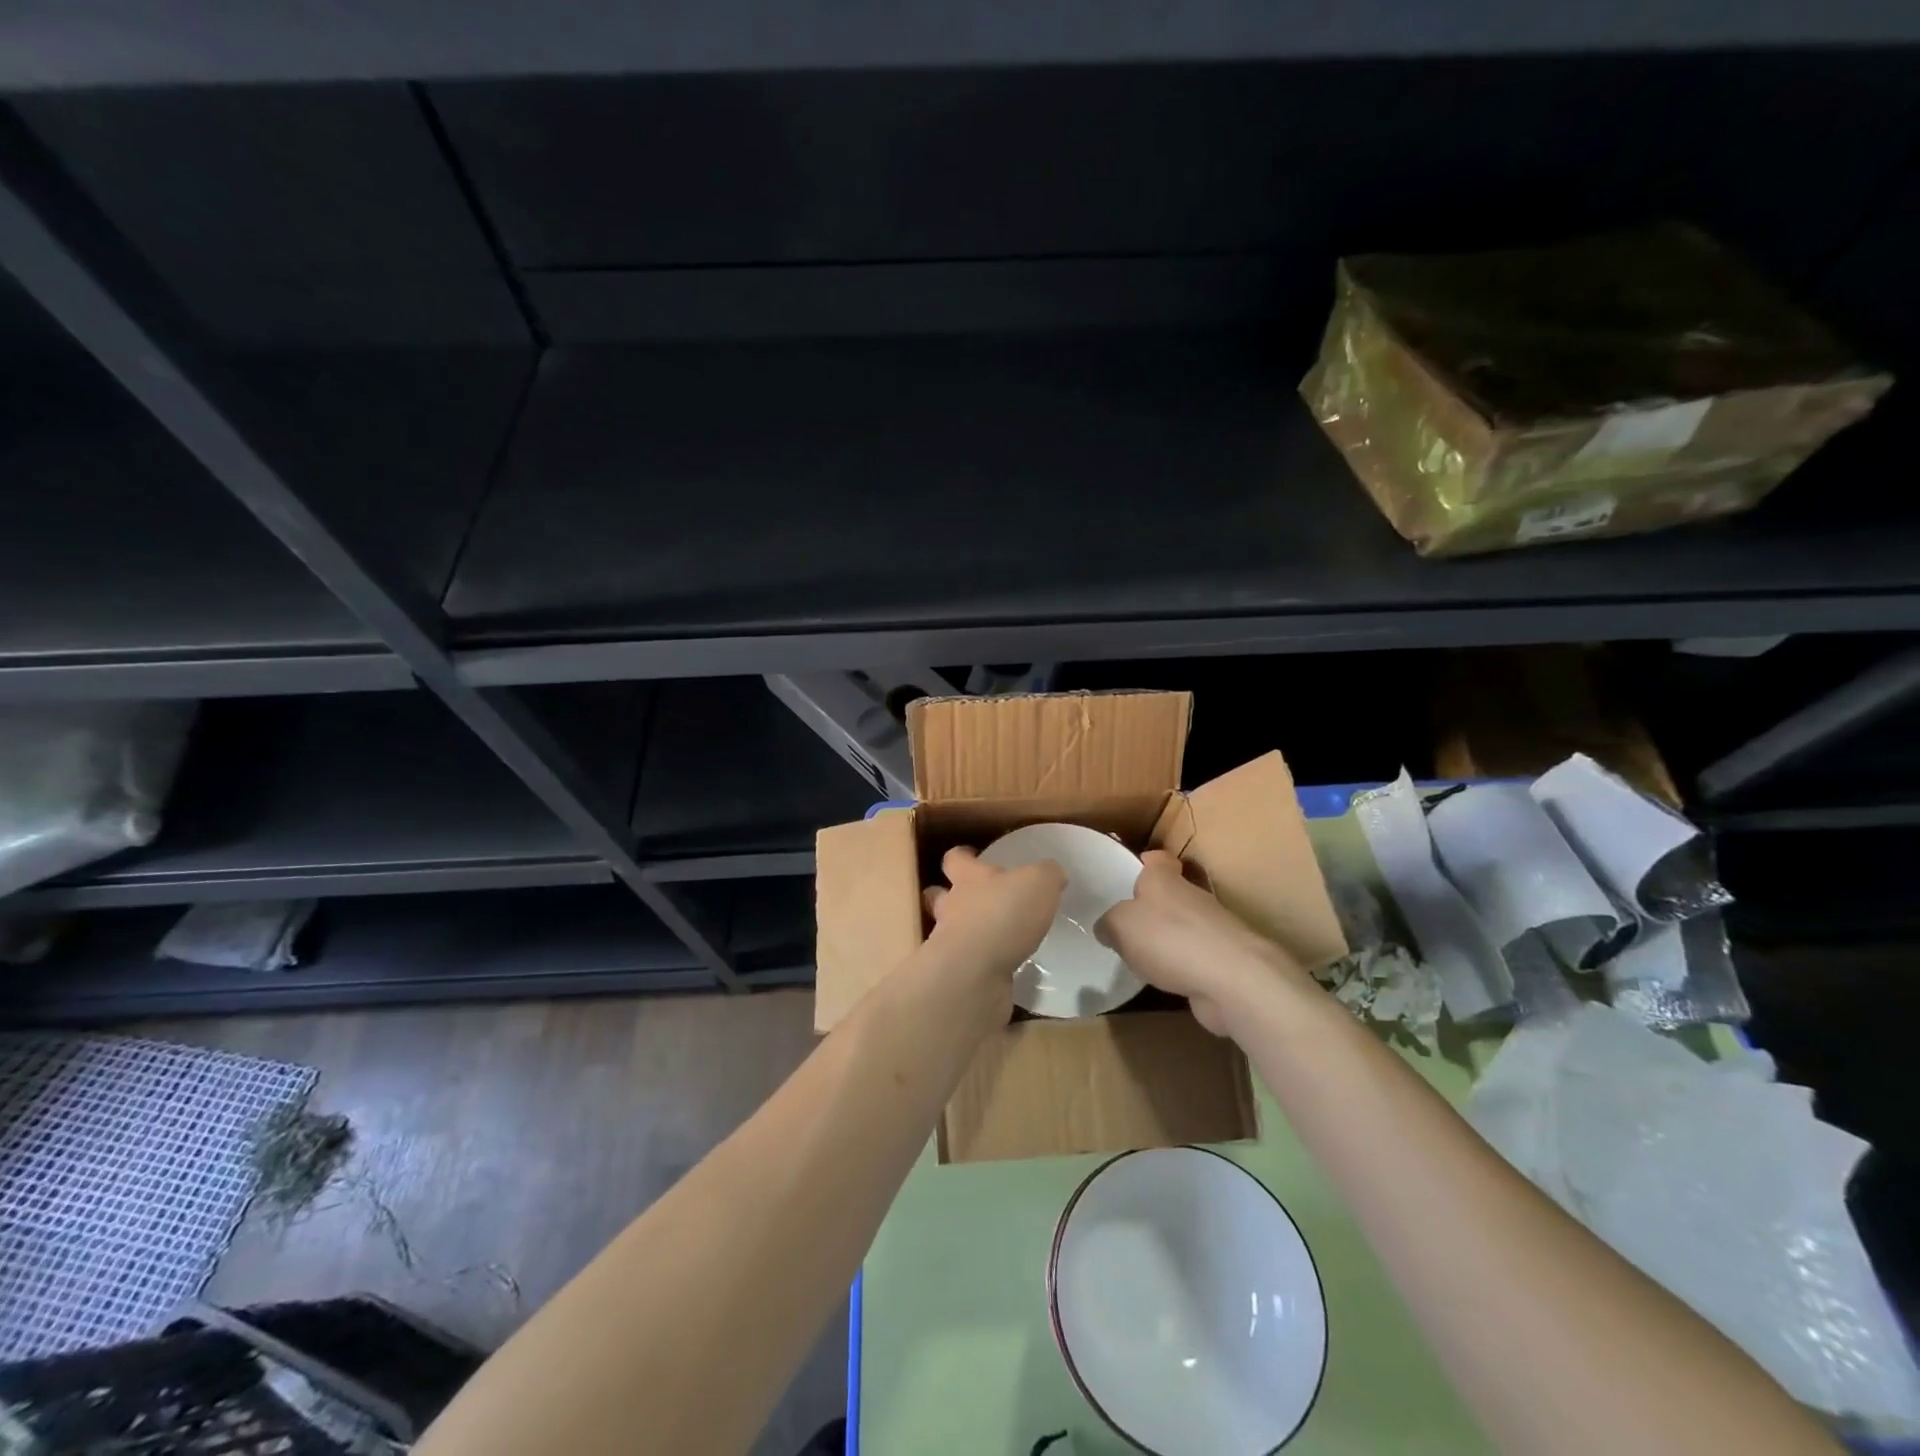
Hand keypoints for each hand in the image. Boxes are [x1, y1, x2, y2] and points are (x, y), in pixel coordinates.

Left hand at [922, 847, 1065, 1022]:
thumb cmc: (1003, 914)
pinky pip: (971, 967)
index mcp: (969, 878)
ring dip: (970, 934)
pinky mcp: (959, 977)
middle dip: (953, 897)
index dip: (962, 856)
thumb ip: (1047, 874)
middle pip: (940, 896)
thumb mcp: (1038, 883)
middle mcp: (953, 908)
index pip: (955, 859)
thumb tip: (1053, 874)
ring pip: (952, 932)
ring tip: (998, 941)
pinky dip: (984, 968)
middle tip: (976, 901)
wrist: (975, 973)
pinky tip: (1006, 973)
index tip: (971, 855)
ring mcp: (951, 944)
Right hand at [1096, 850, 1306, 1034]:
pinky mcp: (1224, 961)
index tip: (1130, 873)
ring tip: (1140, 956)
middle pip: (1170, 894)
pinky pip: (1195, 957)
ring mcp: (1213, 929)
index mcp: (1165, 879)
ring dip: (1168, 938)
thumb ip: (1109, 924)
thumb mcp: (1120, 926)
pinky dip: (1182, 966)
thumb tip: (1106, 928)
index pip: (1157, 859)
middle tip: (1125, 923)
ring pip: (1184, 926)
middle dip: (1152, 906)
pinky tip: (1165, 980)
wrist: (1232, 979)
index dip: (1145, 862)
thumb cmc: (1169, 938)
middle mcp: (1191, 896)